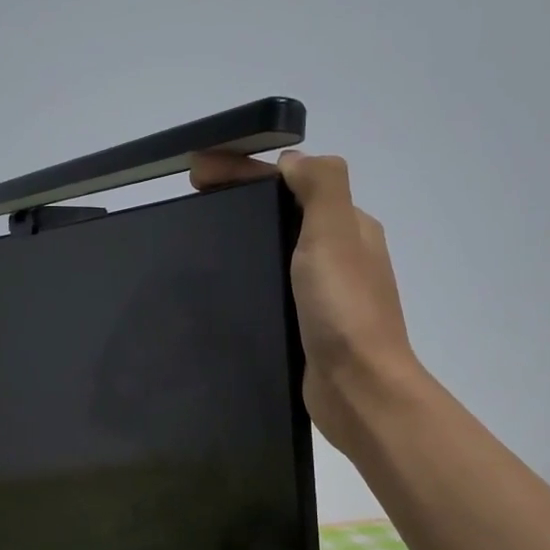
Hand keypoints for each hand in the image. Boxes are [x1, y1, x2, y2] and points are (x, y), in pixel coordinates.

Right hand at [191, 149, 422, 456]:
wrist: (358, 388)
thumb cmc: (344, 309)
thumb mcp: (335, 232)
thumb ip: (320, 185)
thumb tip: (292, 161)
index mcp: (347, 225)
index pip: (292, 181)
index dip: (244, 169)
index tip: (196, 172)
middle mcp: (339, 253)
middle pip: (283, 211)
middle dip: (239, 198)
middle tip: (191, 201)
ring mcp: (324, 292)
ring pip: (277, 249)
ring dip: (242, 235)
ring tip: (197, 240)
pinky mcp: (307, 324)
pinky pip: (274, 286)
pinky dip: (249, 273)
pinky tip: (221, 284)